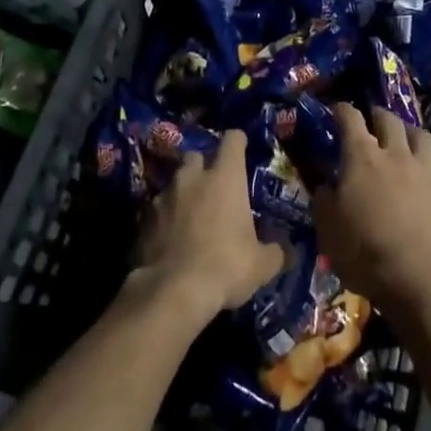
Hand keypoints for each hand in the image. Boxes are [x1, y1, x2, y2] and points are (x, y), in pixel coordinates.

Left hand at [135, 128, 283, 322]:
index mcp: (225, 178)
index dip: (238, 142)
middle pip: (196, 156)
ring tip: (190, 214)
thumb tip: (286, 251)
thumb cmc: (226, 266)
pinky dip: (165, 218)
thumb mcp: (261, 265)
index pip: (233, 140)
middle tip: (213, 187)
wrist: (173, 291)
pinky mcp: (145, 219)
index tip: (242, 148)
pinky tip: (171, 237)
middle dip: (204, 167)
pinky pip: (157, 209)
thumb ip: (275, 252)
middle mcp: (193, 177)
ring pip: (175, 182)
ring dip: (183, 193)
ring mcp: (165, 196)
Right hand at [313, 104, 430, 312]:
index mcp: (362, 158)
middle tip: (372, 120)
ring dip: (409, 133)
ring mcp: (426, 170)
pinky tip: (427, 177)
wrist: (420, 277)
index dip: (342, 110)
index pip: (350, 119)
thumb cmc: (365, 252)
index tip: (338, 109)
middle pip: (389, 120)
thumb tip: (325, 185)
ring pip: (421, 135)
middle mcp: (395, 154)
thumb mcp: (328, 230)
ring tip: (405, 139)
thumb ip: (324, 200)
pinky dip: (430, 166)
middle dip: (378, 115)